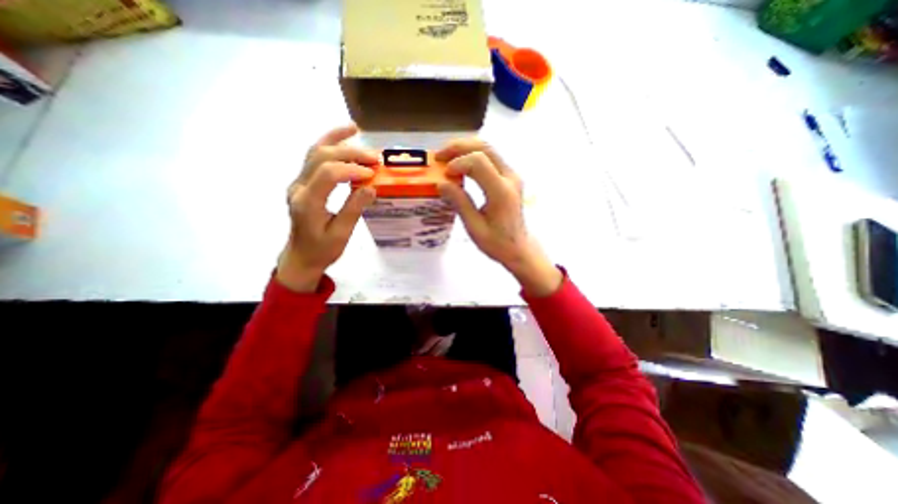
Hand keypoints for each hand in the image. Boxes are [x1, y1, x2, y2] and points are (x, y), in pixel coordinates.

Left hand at [280, 122, 378, 292]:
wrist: (301, 256)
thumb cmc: (322, 250)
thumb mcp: (341, 234)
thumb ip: (354, 209)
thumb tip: (371, 186)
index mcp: (307, 202)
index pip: (328, 174)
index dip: (352, 169)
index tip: (373, 174)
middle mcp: (299, 187)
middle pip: (321, 157)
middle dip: (350, 153)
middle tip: (375, 157)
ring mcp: (299, 183)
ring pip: (314, 151)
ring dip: (336, 139)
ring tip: (356, 129)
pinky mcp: (304, 183)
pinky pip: (315, 158)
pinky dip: (329, 144)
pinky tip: (343, 137)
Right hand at [435, 137, 558, 295]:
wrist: (518, 247)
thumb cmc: (497, 243)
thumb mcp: (474, 227)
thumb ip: (460, 203)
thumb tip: (440, 183)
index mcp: (501, 192)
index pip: (479, 162)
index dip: (458, 163)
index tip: (444, 175)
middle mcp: (510, 177)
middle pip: (485, 147)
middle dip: (458, 147)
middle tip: (438, 156)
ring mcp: (512, 175)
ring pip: (488, 149)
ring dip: (465, 149)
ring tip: (446, 158)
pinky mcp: (509, 177)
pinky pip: (490, 158)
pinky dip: (472, 155)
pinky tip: (460, 164)